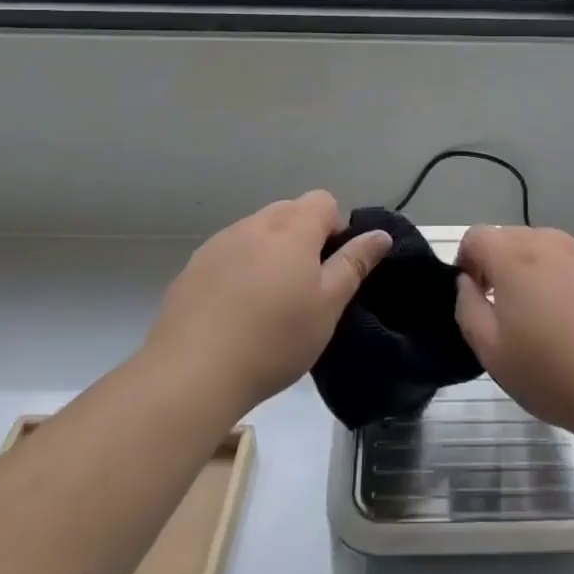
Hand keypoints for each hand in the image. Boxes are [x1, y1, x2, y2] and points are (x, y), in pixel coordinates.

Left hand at [145, 191, 391, 414]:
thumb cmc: (275, 339)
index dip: (335, 228)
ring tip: (268, 301)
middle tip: (304, 286)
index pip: (323, 201)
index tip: (331, 268)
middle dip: (303, 237)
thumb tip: (381, 234)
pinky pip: (228, 252)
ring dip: (270, 251)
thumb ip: (355, 263)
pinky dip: (239, 268)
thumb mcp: (328, 306)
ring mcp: (220, 242)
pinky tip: (234, 310)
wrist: (192, 373)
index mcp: (292, 228)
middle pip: (289, 212)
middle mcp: (255, 224)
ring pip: (257, 231)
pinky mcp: (193, 267)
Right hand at [453, 226, 573, 438]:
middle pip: (509, 237)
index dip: (466, 261)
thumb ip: (468, 307)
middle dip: (497, 263)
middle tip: (503, 307)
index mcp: (514, 257)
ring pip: (542, 247)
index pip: (476, 236)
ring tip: (540, 314)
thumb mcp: (491, 351)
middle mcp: (548, 243)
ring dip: (530, 269)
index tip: (475, 294)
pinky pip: (572, 262)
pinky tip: (573, 319)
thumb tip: (467, 283)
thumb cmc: (551, 373)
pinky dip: (562, 278)